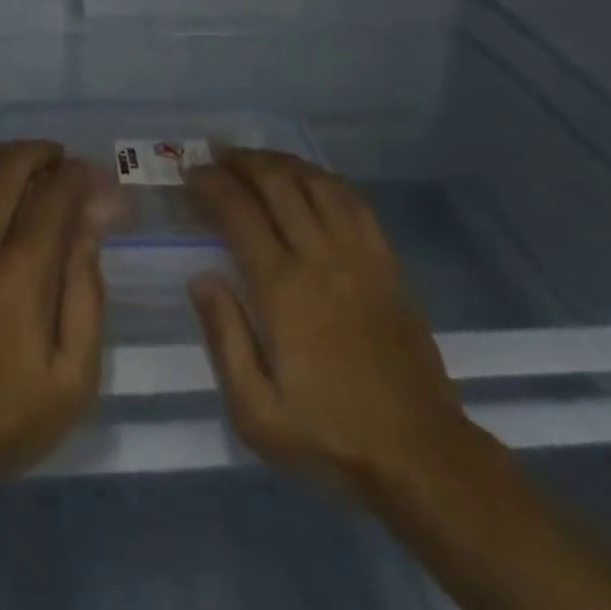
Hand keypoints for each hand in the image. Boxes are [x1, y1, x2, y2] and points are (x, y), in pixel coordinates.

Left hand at [0, 139, 105, 489]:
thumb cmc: (7, 418)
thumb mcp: (73, 378)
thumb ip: (87, 297)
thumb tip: (88, 231)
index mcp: (21, 274)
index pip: (53, 194)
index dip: (77, 175)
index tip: (91, 177)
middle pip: (8, 167)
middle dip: (40, 152)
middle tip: (59, 161)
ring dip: (1, 158)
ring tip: (23, 169)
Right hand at [185, 149, 472, 509]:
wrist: (420, 455)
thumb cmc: (330, 436)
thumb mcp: (256, 413)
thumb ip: (224, 338)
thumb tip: (201, 277)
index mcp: (282, 289)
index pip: (239, 213)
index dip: (211, 184)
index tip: (191, 173)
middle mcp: (319, 257)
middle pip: (277, 183)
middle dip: (241, 161)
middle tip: (217, 155)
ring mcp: (358, 254)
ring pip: (316, 182)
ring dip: (281, 161)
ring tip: (256, 159)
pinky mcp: (387, 261)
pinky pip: (354, 201)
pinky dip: (324, 178)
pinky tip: (309, 178)